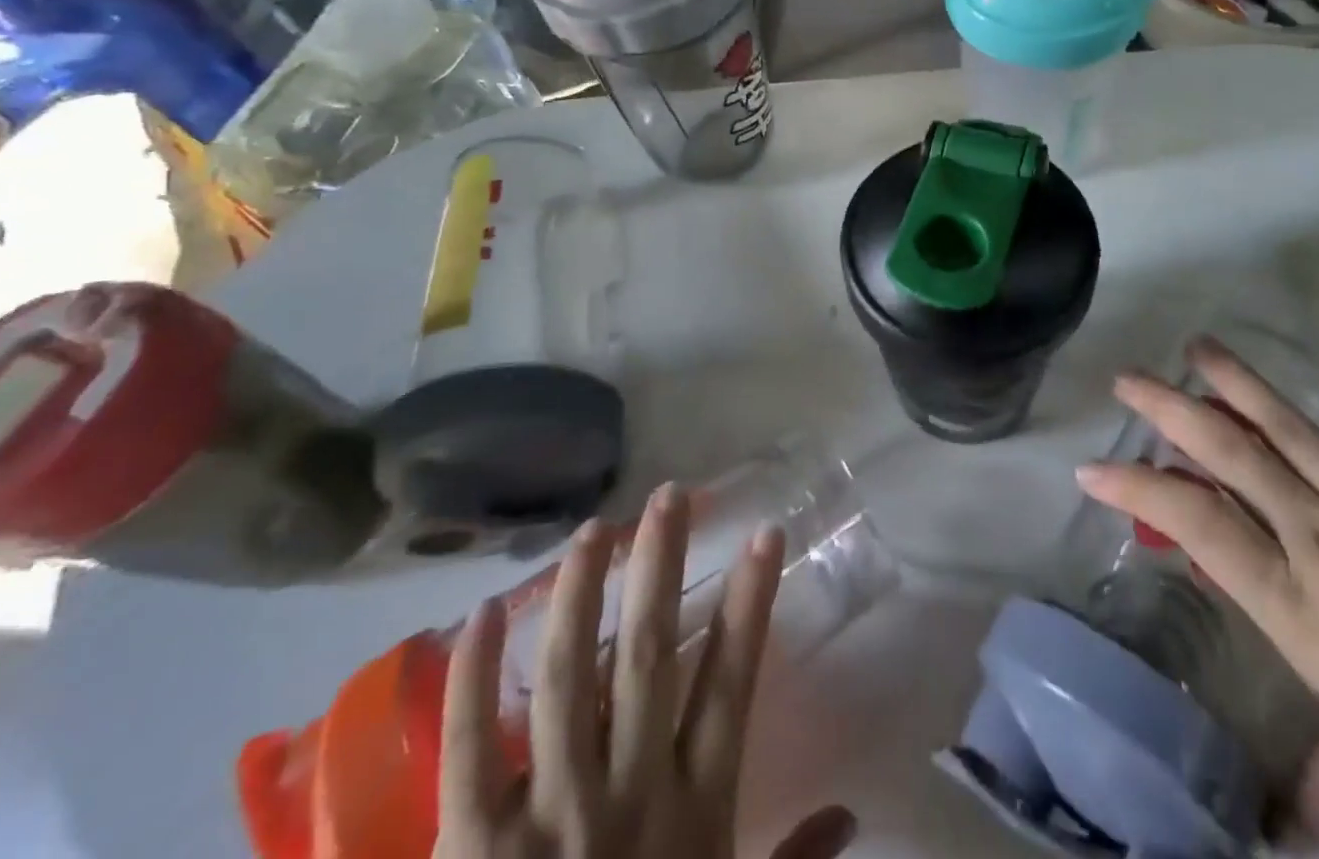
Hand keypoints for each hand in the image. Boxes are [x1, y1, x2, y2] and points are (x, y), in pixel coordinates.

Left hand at [435, 483, 856, 858]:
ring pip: (565, 677)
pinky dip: (473, 678)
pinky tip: (480, 613)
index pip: (730, 681)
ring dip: (578, 594)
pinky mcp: (473, 849)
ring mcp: (547, 817)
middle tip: (668, 496)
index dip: (750, 603)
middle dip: (659, 568)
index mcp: (692, 809)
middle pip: (646, 655)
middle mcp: (626, 794)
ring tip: (593, 529)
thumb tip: (851, 814)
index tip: (765, 534)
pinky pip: (467, 750)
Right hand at [1075, 334, 1318, 858]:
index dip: (1139, 491)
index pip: (1198, 531)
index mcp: (1305, 609)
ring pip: (1293, 434)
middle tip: (1128, 378)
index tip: (1092, 467)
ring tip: (1200, 347)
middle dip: (1171, 414)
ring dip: (1241, 386)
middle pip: (1233, 462)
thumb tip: (1280, 836)